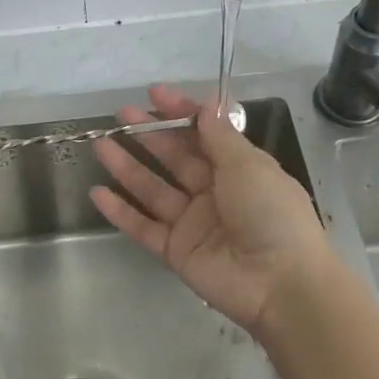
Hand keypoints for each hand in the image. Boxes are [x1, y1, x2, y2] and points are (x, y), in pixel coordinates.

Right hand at [89, 85, 333, 335]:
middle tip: (121, 115)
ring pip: (153, 188)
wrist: (280, 283)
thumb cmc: (270, 212)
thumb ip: (219, 136)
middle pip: (175, 158)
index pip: (203, 133)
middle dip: (149, 134)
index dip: (180, 113)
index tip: (153, 94)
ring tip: (100, 144)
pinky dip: (121, 212)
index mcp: (238, 168)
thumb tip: (205, 105)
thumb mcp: (248, 165)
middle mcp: (214, 192)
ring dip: (127, 167)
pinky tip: (98, 193)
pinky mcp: (176, 251)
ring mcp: (193, 223)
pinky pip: (143, 227)